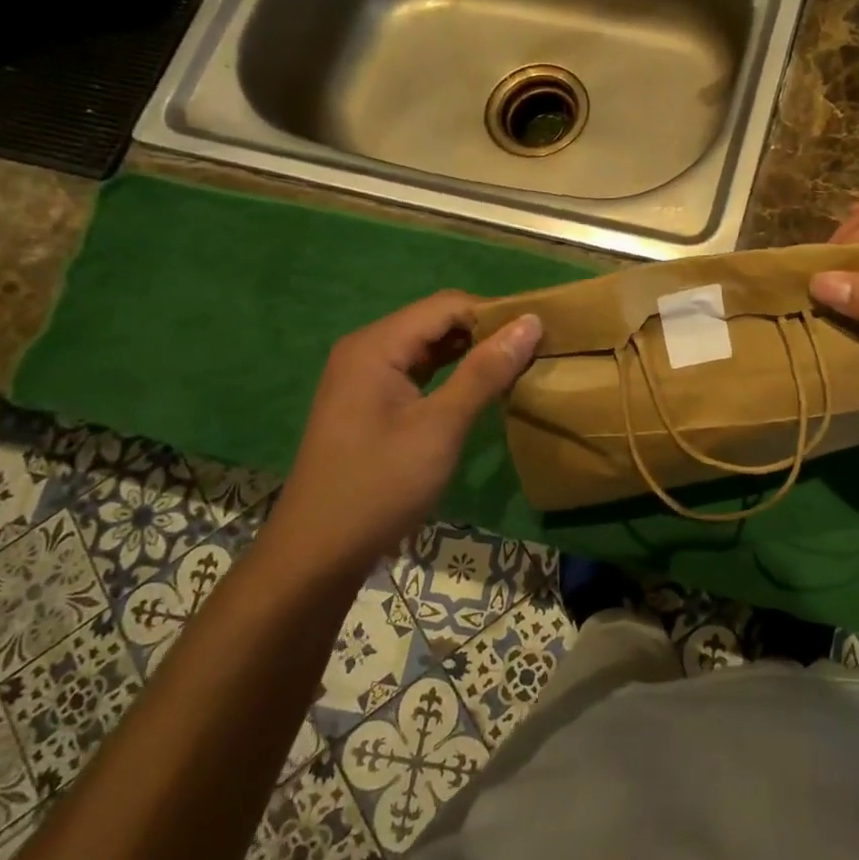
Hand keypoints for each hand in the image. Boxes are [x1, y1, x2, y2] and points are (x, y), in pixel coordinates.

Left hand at [263, 292, 540, 578]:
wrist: (317, 554)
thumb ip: (485, 371)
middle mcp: (368, 349)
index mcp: (377, 345)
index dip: (496, 313)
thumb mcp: (440, 427)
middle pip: (436, 321)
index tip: (540, 334)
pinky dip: (452, 372)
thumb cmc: (380, 486)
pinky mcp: (369, 402)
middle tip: (534, 351)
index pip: (447, 305)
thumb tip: (531, 323)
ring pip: (429, 346)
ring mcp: (365, 377)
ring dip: (471, 352)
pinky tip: (481, 388)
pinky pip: (418, 370)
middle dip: (486, 331)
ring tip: (517, 365)